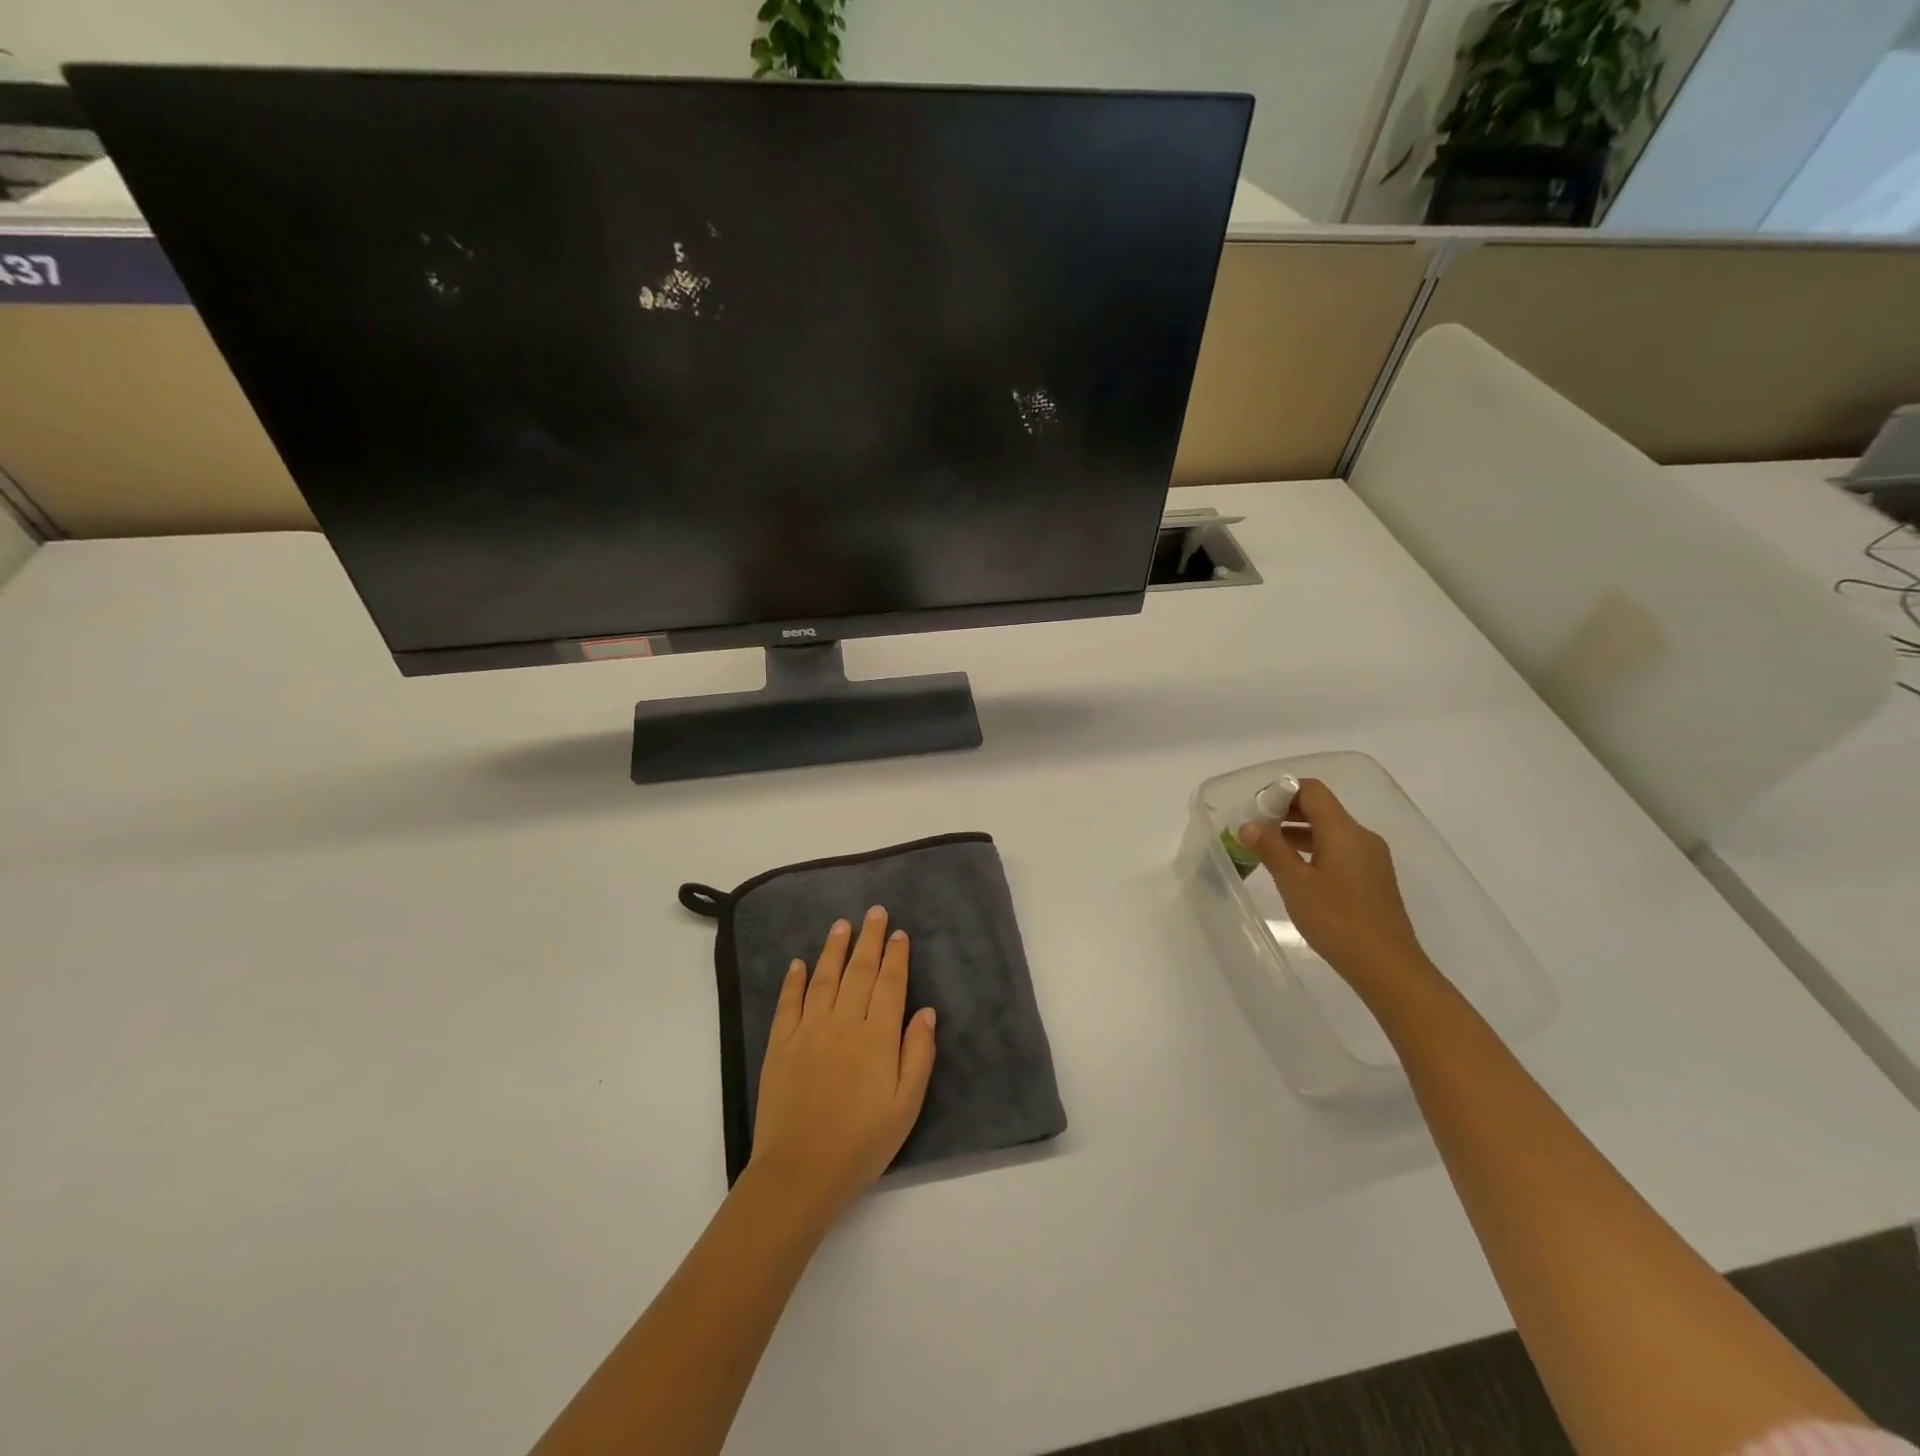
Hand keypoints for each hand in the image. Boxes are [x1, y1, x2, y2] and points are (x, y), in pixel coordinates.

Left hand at [747, 907, 937, 1225]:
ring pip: (824, 978)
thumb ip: (918, 1054)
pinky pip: (788, 1003)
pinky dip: (794, 980)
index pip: (890, 984)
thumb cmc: (862, 1143)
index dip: (896, 956)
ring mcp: (808, 1031)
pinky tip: (799, 963)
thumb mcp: (906, 1106)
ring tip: (842, 925)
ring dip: (834, 949)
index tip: (900, 932)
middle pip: (859, 971)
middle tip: (875, 911)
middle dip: (870, 939)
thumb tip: (926, 1011)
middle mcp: (843, 1023)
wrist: (800, 1172)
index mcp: (877, 1037)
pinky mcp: (780, 1045)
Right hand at [1238, 778, 1437, 1002]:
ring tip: (1267, 850)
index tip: (1255, 809)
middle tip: (1255, 829)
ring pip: (1330, 830)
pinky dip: (1313, 849)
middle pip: (1321, 808)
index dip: (1281, 791)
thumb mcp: (1295, 883)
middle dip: (1286, 812)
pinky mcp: (1373, 878)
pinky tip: (1295, 870)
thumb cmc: (1337, 920)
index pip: (1312, 791)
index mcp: (1344, 831)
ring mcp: (1371, 858)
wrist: (1387, 967)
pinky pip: (1339, 849)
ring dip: (1298, 832)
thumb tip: (1249, 825)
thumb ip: (1271, 849)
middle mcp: (1362, 837)